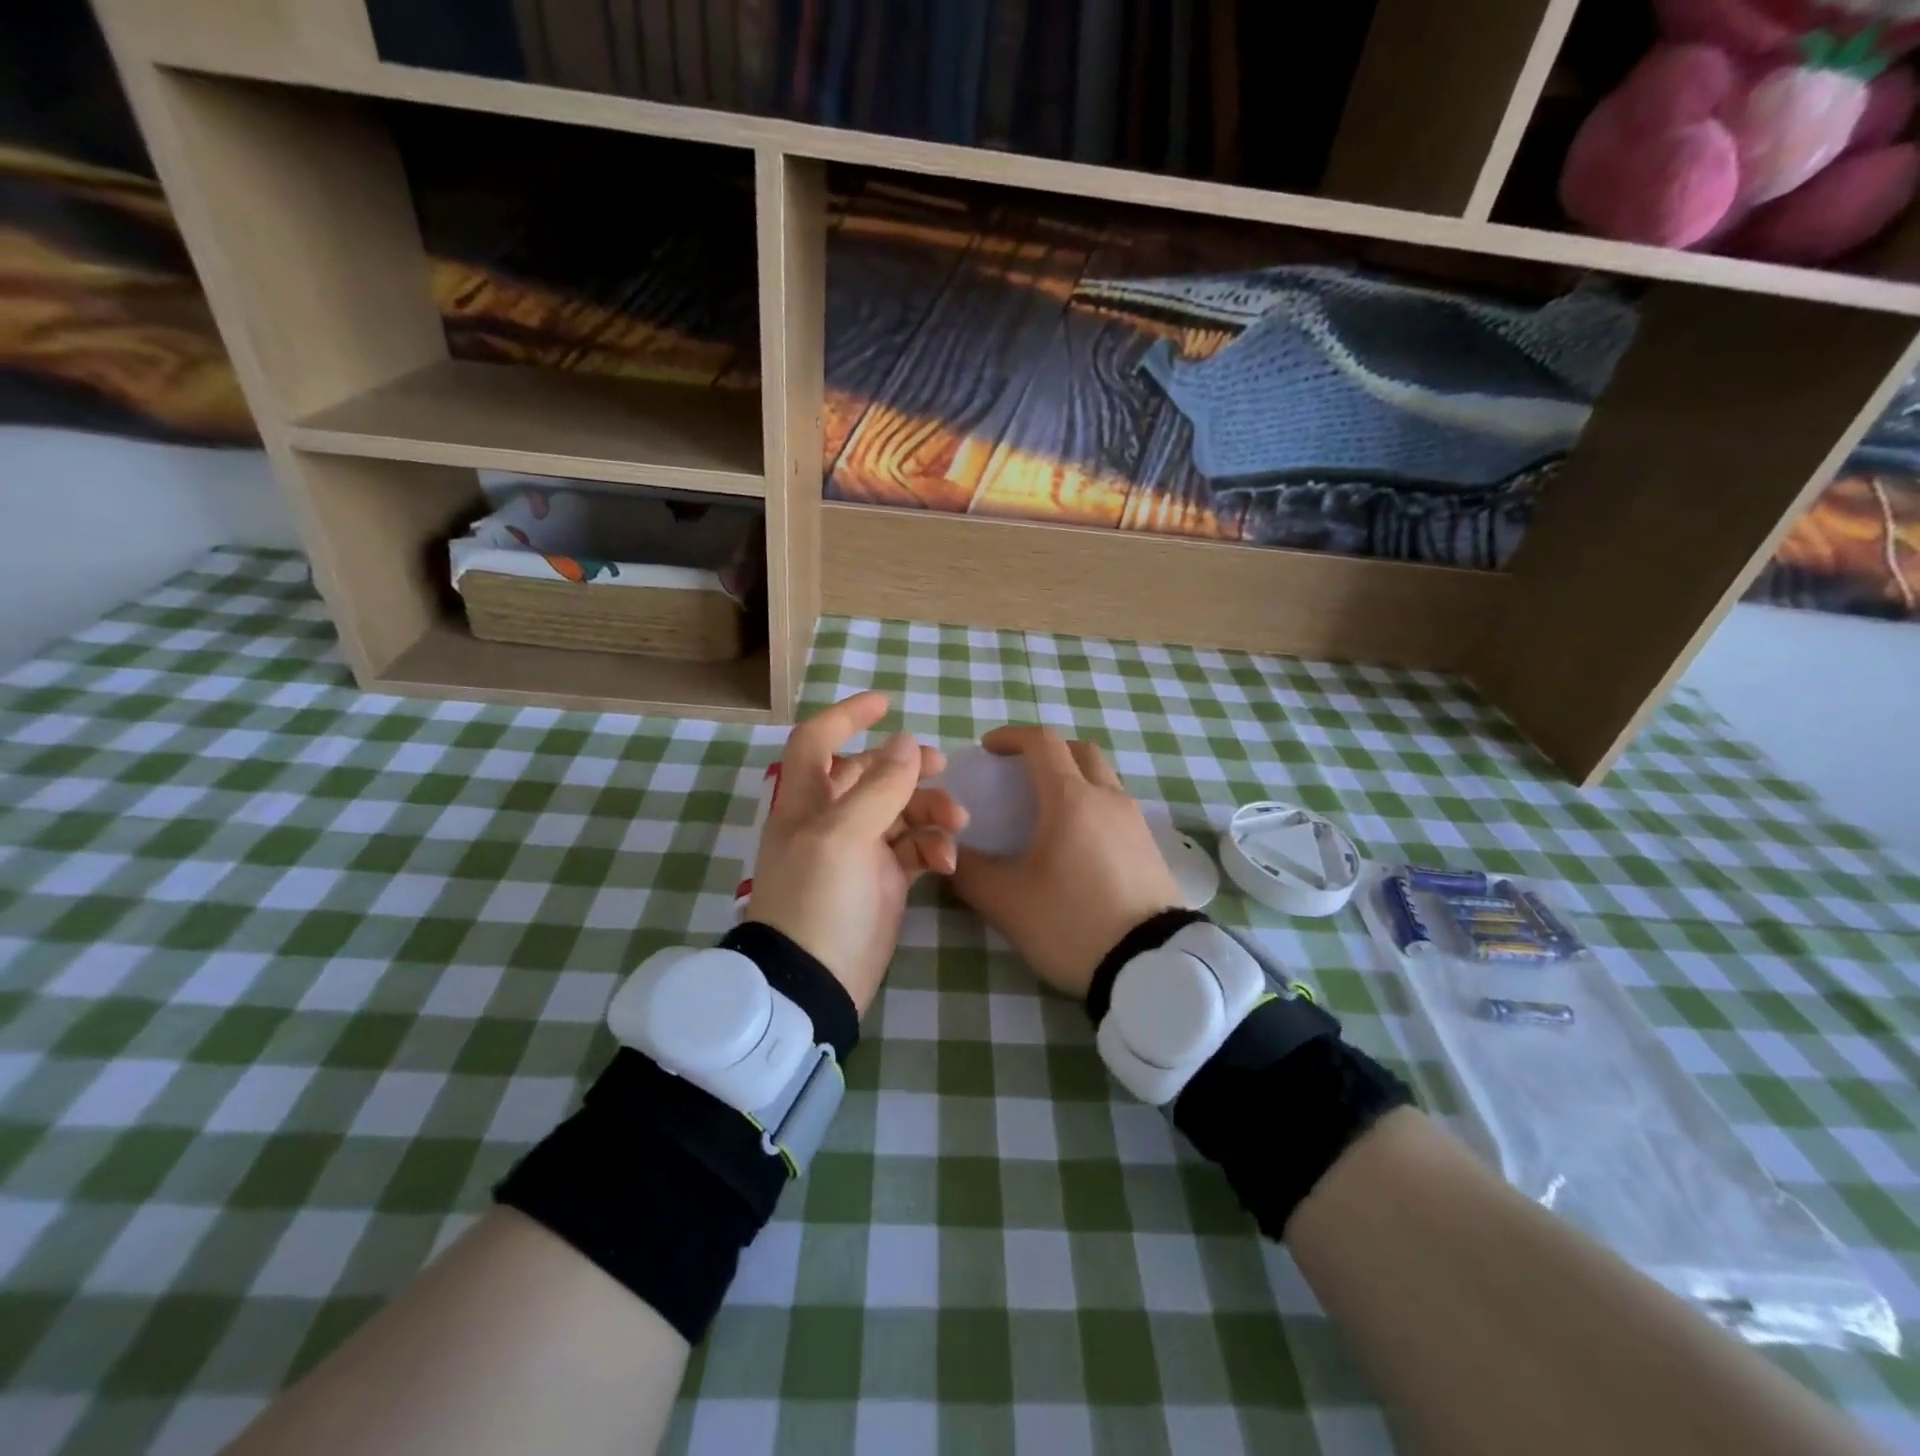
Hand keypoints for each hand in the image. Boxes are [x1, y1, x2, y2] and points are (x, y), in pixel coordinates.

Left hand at [746, 692, 964, 1015]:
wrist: (814, 984)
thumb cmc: (818, 901)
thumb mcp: (844, 837)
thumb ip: (879, 788)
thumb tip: (906, 742)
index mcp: (807, 801)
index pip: (818, 741)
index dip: (846, 717)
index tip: (886, 703)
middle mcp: (831, 819)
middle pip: (870, 773)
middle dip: (907, 767)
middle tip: (944, 767)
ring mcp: (859, 850)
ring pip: (900, 810)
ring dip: (930, 810)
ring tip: (957, 824)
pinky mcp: (883, 880)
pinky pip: (914, 848)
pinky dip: (932, 847)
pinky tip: (946, 862)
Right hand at [949, 725, 1182, 999]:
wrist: (1150, 968)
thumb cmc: (1072, 924)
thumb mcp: (1007, 902)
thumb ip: (970, 872)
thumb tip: (948, 855)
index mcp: (1070, 799)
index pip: (1042, 743)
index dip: (1011, 736)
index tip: (987, 749)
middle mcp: (1108, 798)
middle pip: (1079, 751)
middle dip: (1046, 751)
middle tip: (1020, 774)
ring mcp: (1135, 821)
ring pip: (1103, 777)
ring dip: (1073, 777)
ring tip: (1046, 811)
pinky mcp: (1150, 847)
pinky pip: (1117, 806)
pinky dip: (1092, 804)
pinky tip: (1077, 842)